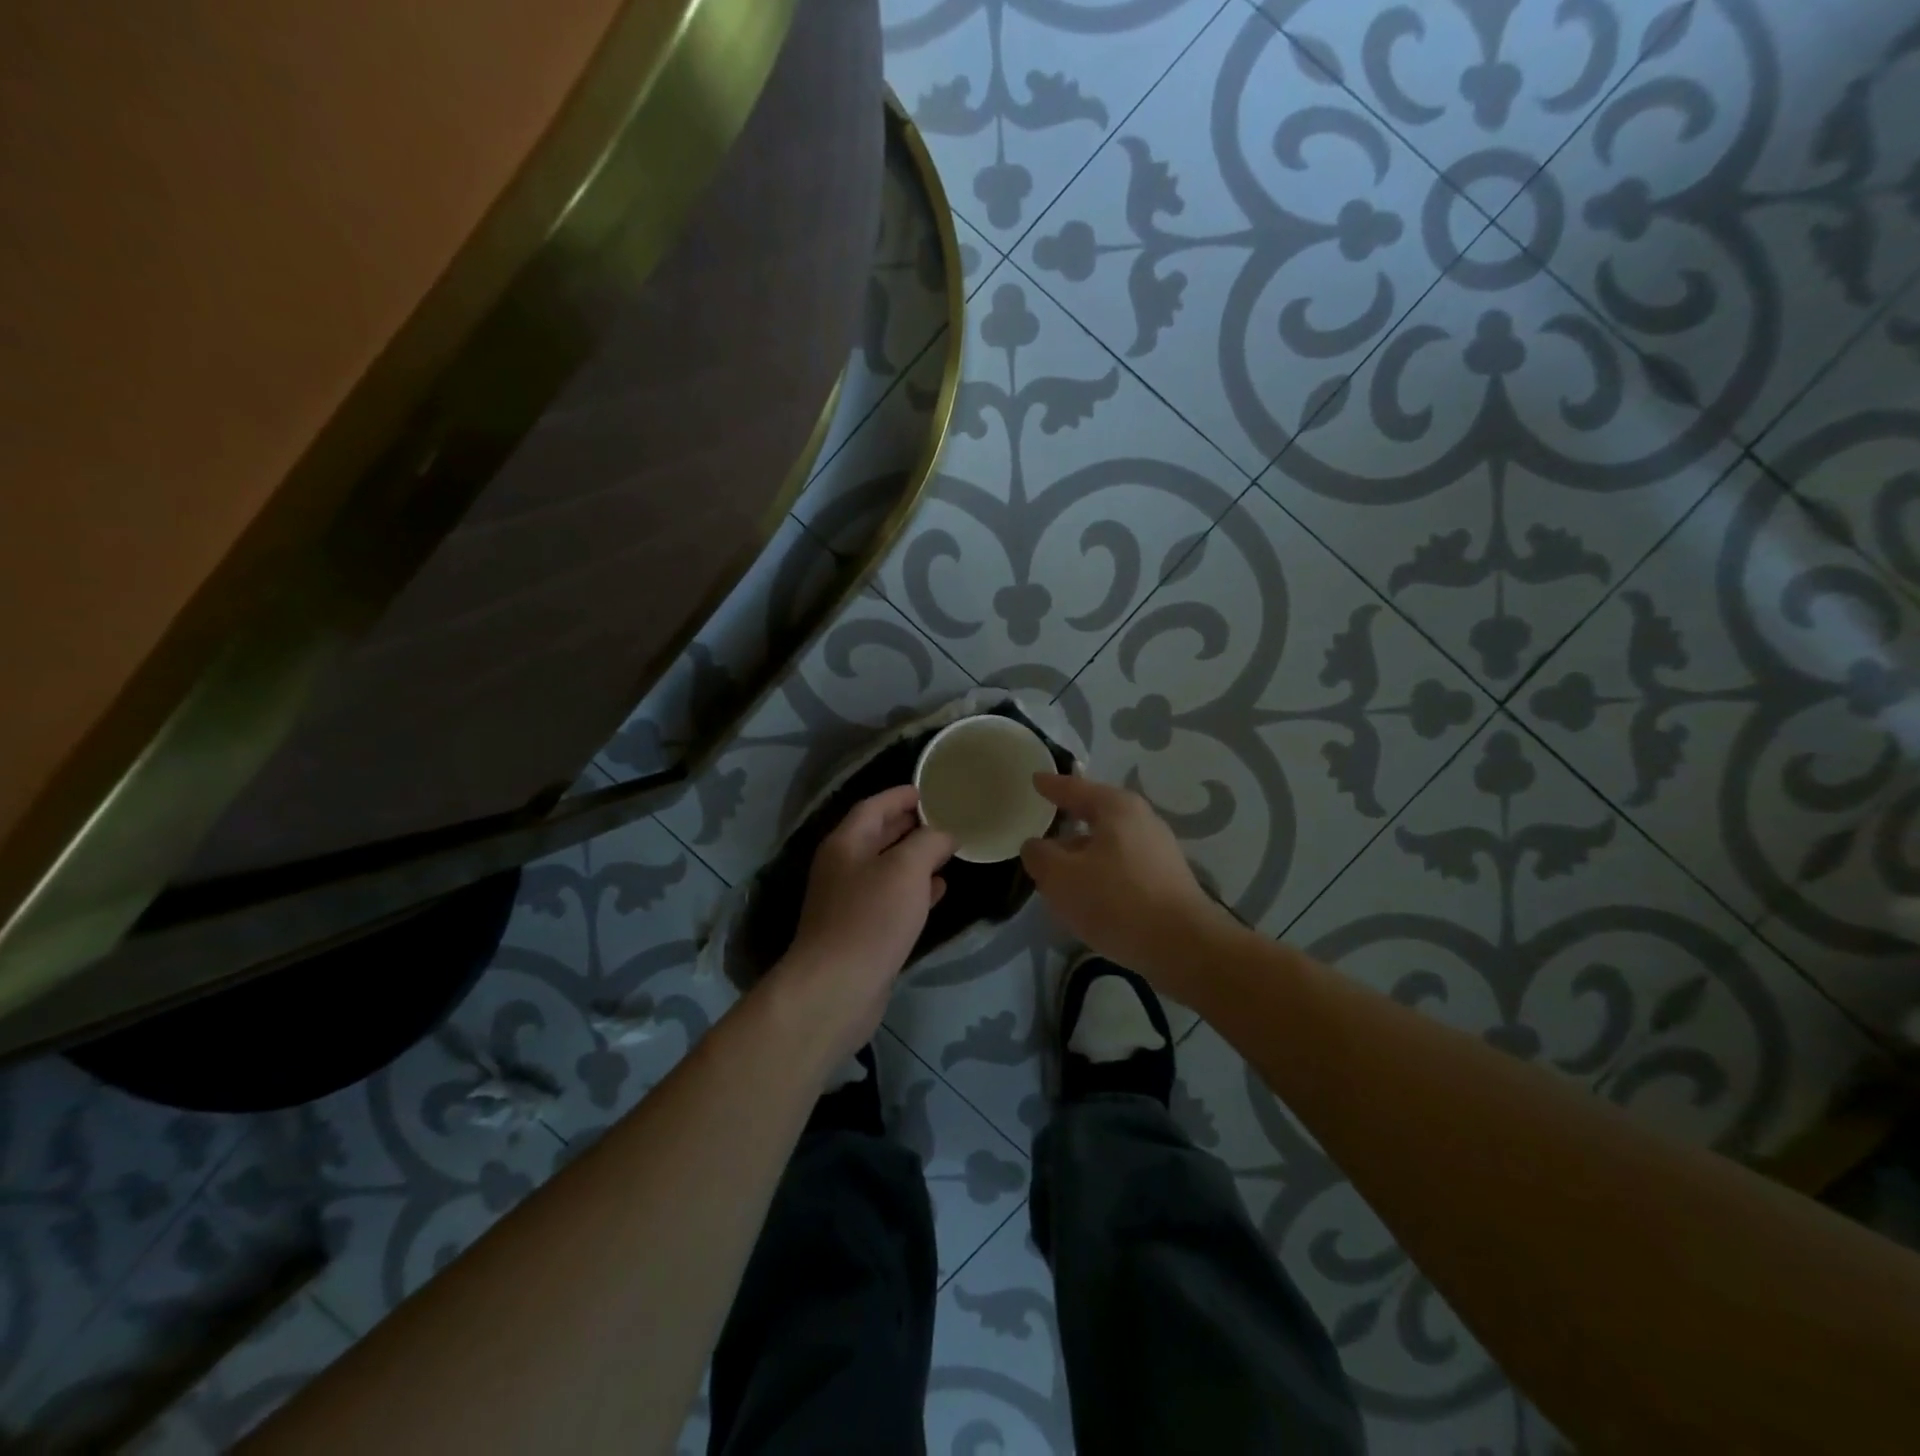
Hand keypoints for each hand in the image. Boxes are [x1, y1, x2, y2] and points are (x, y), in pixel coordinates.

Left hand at [777, 785, 953, 1064]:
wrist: (838, 988)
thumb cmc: (871, 918)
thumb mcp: (906, 869)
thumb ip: (929, 842)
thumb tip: (945, 833)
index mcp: (846, 843)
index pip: (874, 806)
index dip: (901, 795)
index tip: (931, 789)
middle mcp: (844, 866)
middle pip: (879, 835)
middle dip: (911, 824)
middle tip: (946, 817)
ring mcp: (850, 901)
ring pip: (887, 868)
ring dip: (915, 857)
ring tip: (949, 850)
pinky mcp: (862, 930)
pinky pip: (891, 898)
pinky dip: (914, 889)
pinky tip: (939, 889)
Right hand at [1020, 773, 1233, 993]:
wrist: (1182, 946)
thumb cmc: (1116, 900)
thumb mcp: (1061, 877)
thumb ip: (1040, 856)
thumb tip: (1036, 846)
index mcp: (1117, 807)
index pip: (1075, 788)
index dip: (1051, 786)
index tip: (1035, 780)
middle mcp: (1142, 821)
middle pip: (1095, 815)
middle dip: (1068, 824)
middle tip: (1042, 830)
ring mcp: (1158, 851)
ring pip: (1108, 845)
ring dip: (1083, 855)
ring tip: (1059, 872)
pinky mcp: (1166, 881)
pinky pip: (1122, 868)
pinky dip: (1101, 875)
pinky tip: (1088, 897)